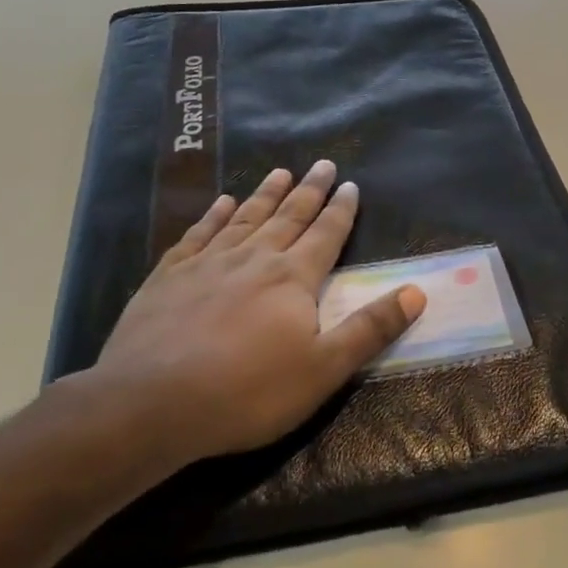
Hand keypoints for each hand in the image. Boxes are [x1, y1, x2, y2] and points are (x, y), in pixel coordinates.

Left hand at [75, 160, 425, 466]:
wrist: (150, 403)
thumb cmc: (247, 391)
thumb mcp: (324, 369)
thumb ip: (370, 329)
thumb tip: (417, 292)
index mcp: (293, 278)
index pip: (326, 234)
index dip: (341, 210)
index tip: (351, 185)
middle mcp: (253, 258)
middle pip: (288, 216)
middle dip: (309, 190)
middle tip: (323, 164)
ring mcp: (207, 263)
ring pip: (244, 217)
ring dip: (265, 194)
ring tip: (280, 172)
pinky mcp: (168, 276)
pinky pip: (197, 234)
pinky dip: (212, 215)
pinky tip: (219, 203)